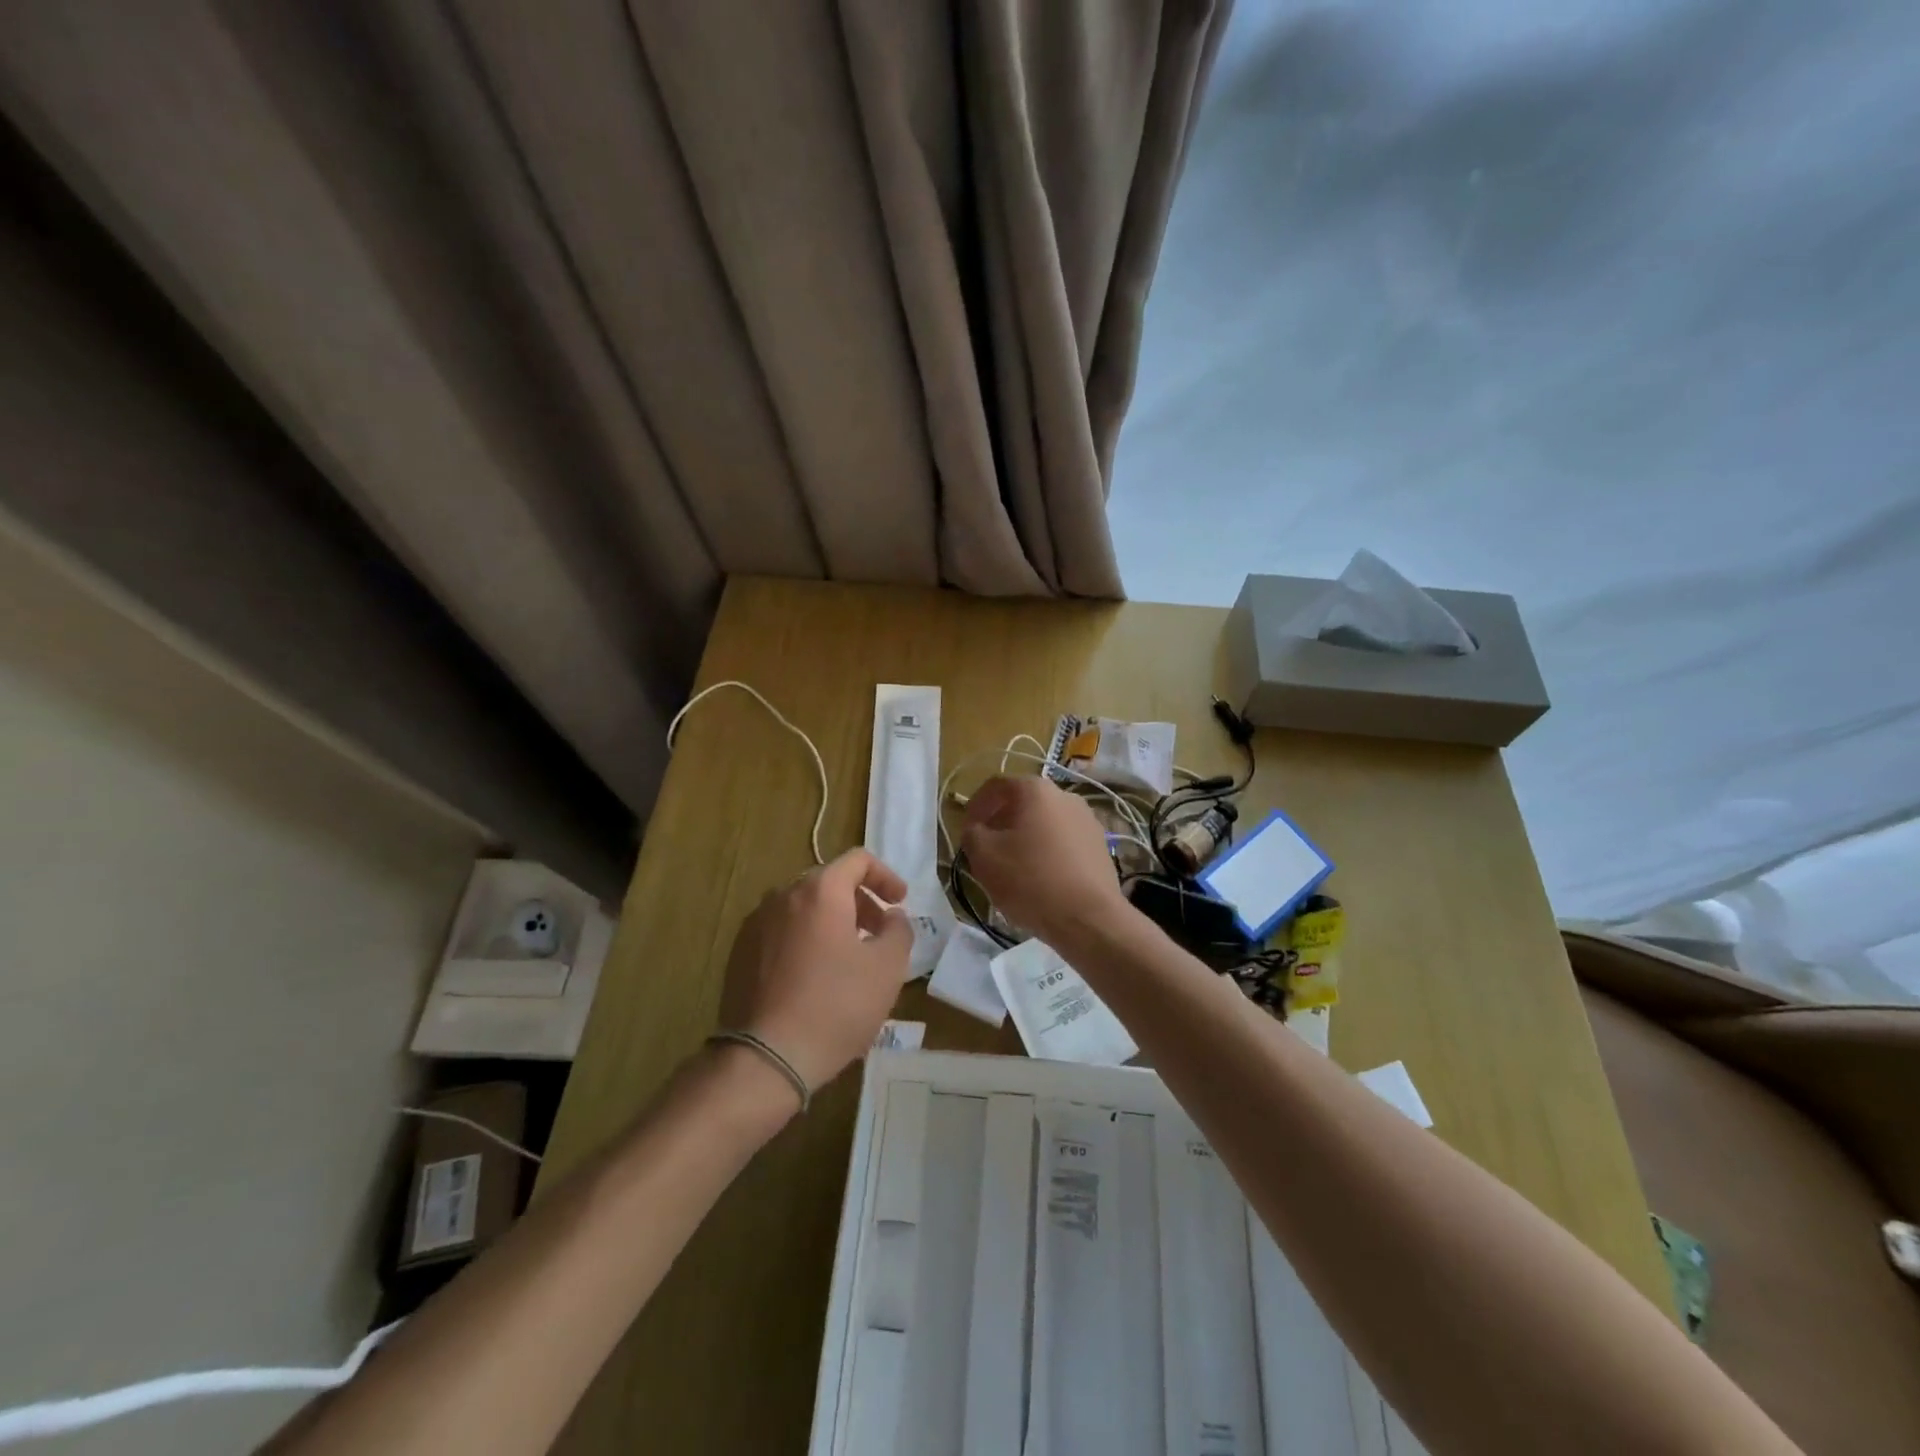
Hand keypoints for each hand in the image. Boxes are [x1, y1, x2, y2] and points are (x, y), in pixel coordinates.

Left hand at [716, 849, 913, 1097]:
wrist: (766, 1057)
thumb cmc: (836, 1005)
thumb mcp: (888, 967)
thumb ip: (899, 930)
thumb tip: (892, 917)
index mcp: (819, 891)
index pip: (857, 860)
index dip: (885, 877)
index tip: (900, 903)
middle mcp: (782, 896)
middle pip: (829, 883)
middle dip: (860, 903)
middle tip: (879, 934)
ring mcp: (755, 925)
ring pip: (803, 909)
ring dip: (832, 922)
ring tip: (849, 958)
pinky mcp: (739, 954)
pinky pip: (781, 933)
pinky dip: (805, 940)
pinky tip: (815, 977)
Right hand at [959, 776, 1132, 947]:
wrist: (1088, 919)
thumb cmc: (1030, 880)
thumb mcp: (984, 856)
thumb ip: (972, 834)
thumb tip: (977, 830)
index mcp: (1036, 790)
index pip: (996, 786)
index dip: (976, 805)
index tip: (967, 830)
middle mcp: (1066, 796)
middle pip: (1023, 802)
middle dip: (1001, 823)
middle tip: (987, 849)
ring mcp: (1088, 821)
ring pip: (1045, 823)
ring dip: (1025, 838)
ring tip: (1013, 867)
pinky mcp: (1100, 847)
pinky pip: (1064, 842)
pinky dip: (1047, 852)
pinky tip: (1040, 879)